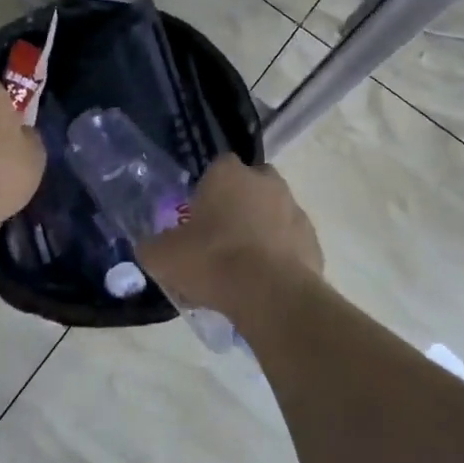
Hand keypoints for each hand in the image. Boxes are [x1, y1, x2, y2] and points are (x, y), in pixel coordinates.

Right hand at [137, 155, 321, 322]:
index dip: (206, 191)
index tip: (197, 217)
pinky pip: (290, 243)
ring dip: (260, 230)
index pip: (216, 168)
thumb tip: (150, 246)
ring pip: (273, 213)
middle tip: (219, 239)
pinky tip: (264, 281)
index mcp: (228, 173)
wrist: (271, 295)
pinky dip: (280, 255)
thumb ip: (152, 246)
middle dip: (237, 205)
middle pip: (248, 186)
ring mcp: (294, 209)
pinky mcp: (313, 240)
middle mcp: (265, 181)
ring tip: (242, 267)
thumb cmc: (212, 261)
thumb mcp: (162, 256)